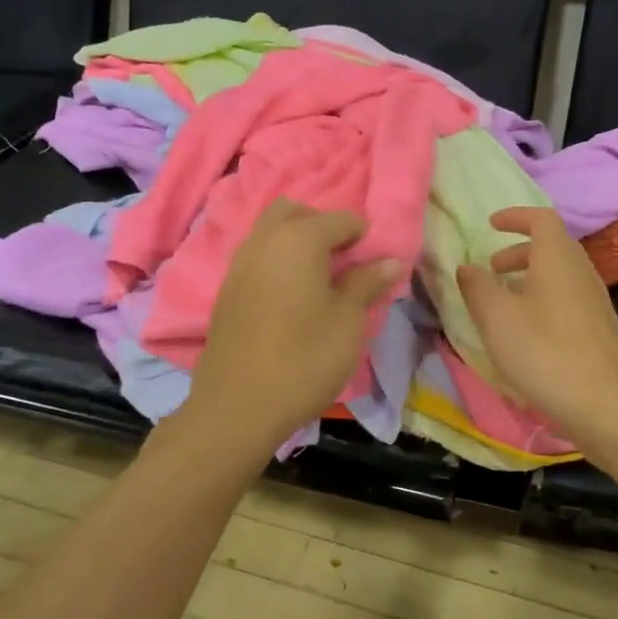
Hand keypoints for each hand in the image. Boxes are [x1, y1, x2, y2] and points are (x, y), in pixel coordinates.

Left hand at [184, 199, 400, 455]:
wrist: (237, 406)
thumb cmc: (304, 359)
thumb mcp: (348, 321)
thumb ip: (367, 283)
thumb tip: (390, 259)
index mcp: (298, 239)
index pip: (341, 219)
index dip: (365, 237)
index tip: (377, 265)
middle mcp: (264, 240)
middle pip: (296, 212)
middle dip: (323, 226)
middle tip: (345, 261)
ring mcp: (240, 263)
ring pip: (271, 231)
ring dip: (298, 242)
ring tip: (321, 280)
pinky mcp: (228, 289)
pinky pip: (258, 256)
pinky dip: (278, 260)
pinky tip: (293, 296)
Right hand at [457, 207, 617, 445]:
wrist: (602, 404)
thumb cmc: (543, 351)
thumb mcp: (496, 317)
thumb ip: (477, 287)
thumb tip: (468, 268)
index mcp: (558, 258)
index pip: (541, 219)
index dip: (515, 217)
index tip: (491, 225)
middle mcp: (582, 271)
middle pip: (552, 246)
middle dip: (519, 251)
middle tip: (492, 269)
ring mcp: (595, 300)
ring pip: (561, 273)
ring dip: (531, 276)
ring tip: (505, 300)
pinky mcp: (600, 328)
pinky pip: (568, 296)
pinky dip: (544, 297)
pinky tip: (528, 328)